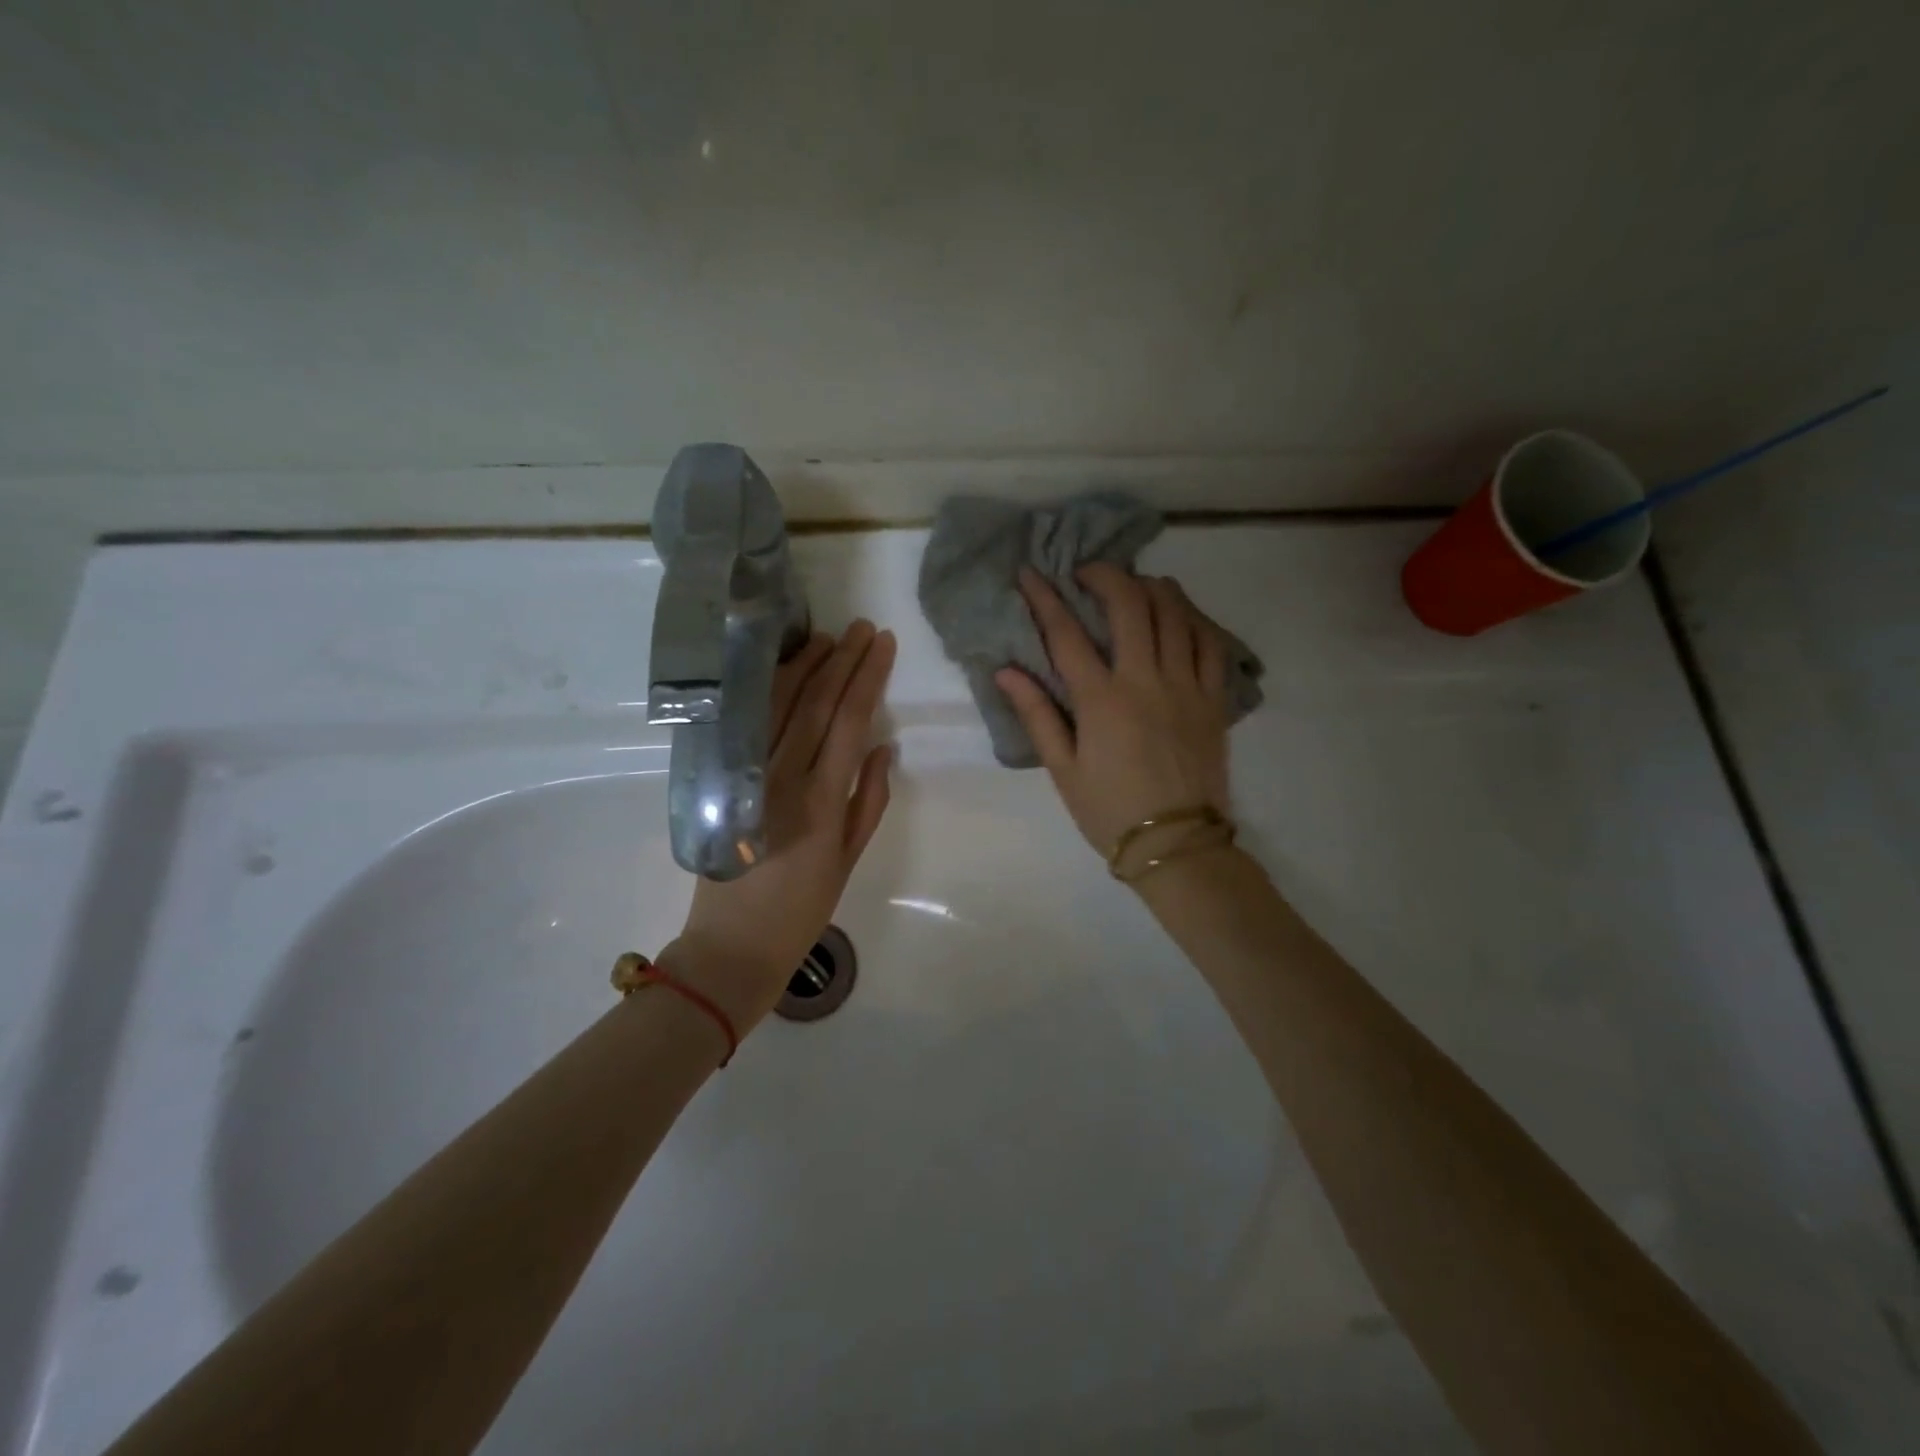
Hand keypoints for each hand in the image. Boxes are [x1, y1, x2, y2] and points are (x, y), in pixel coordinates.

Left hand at [664, 621, 896, 1031]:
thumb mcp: (849, 860)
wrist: (732, 945)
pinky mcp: (718, 780)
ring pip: (776, 705)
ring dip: (803, 665)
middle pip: (815, 703)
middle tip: (860, 628)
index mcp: (821, 799)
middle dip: (841, 660)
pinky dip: (764, 690)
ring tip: (825, 638)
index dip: (868, 677)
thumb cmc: (801, 909)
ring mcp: (746, 775)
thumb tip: (884, 746)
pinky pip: (745, 723)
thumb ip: (869, 800)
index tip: (882, 644)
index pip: (850, 721)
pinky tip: (779, 669)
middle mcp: (782, 777)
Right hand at [996, 564, 1230, 858]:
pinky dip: (1193, 618)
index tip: (1029, 574)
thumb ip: (1037, 715)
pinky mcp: (1215, 698)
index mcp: (1102, 701)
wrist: (1176, 844)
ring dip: (1152, 587)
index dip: (1044, 598)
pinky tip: (1180, 616)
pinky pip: (1211, 642)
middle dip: (1105, 575)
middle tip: (1087, 572)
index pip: (1066, 635)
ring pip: (1176, 613)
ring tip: (1134, 585)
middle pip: (1130, 605)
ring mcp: (1187, 686)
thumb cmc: (1109, 810)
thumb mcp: (1063, 769)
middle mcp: (1146, 681)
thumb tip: (1005, 672)